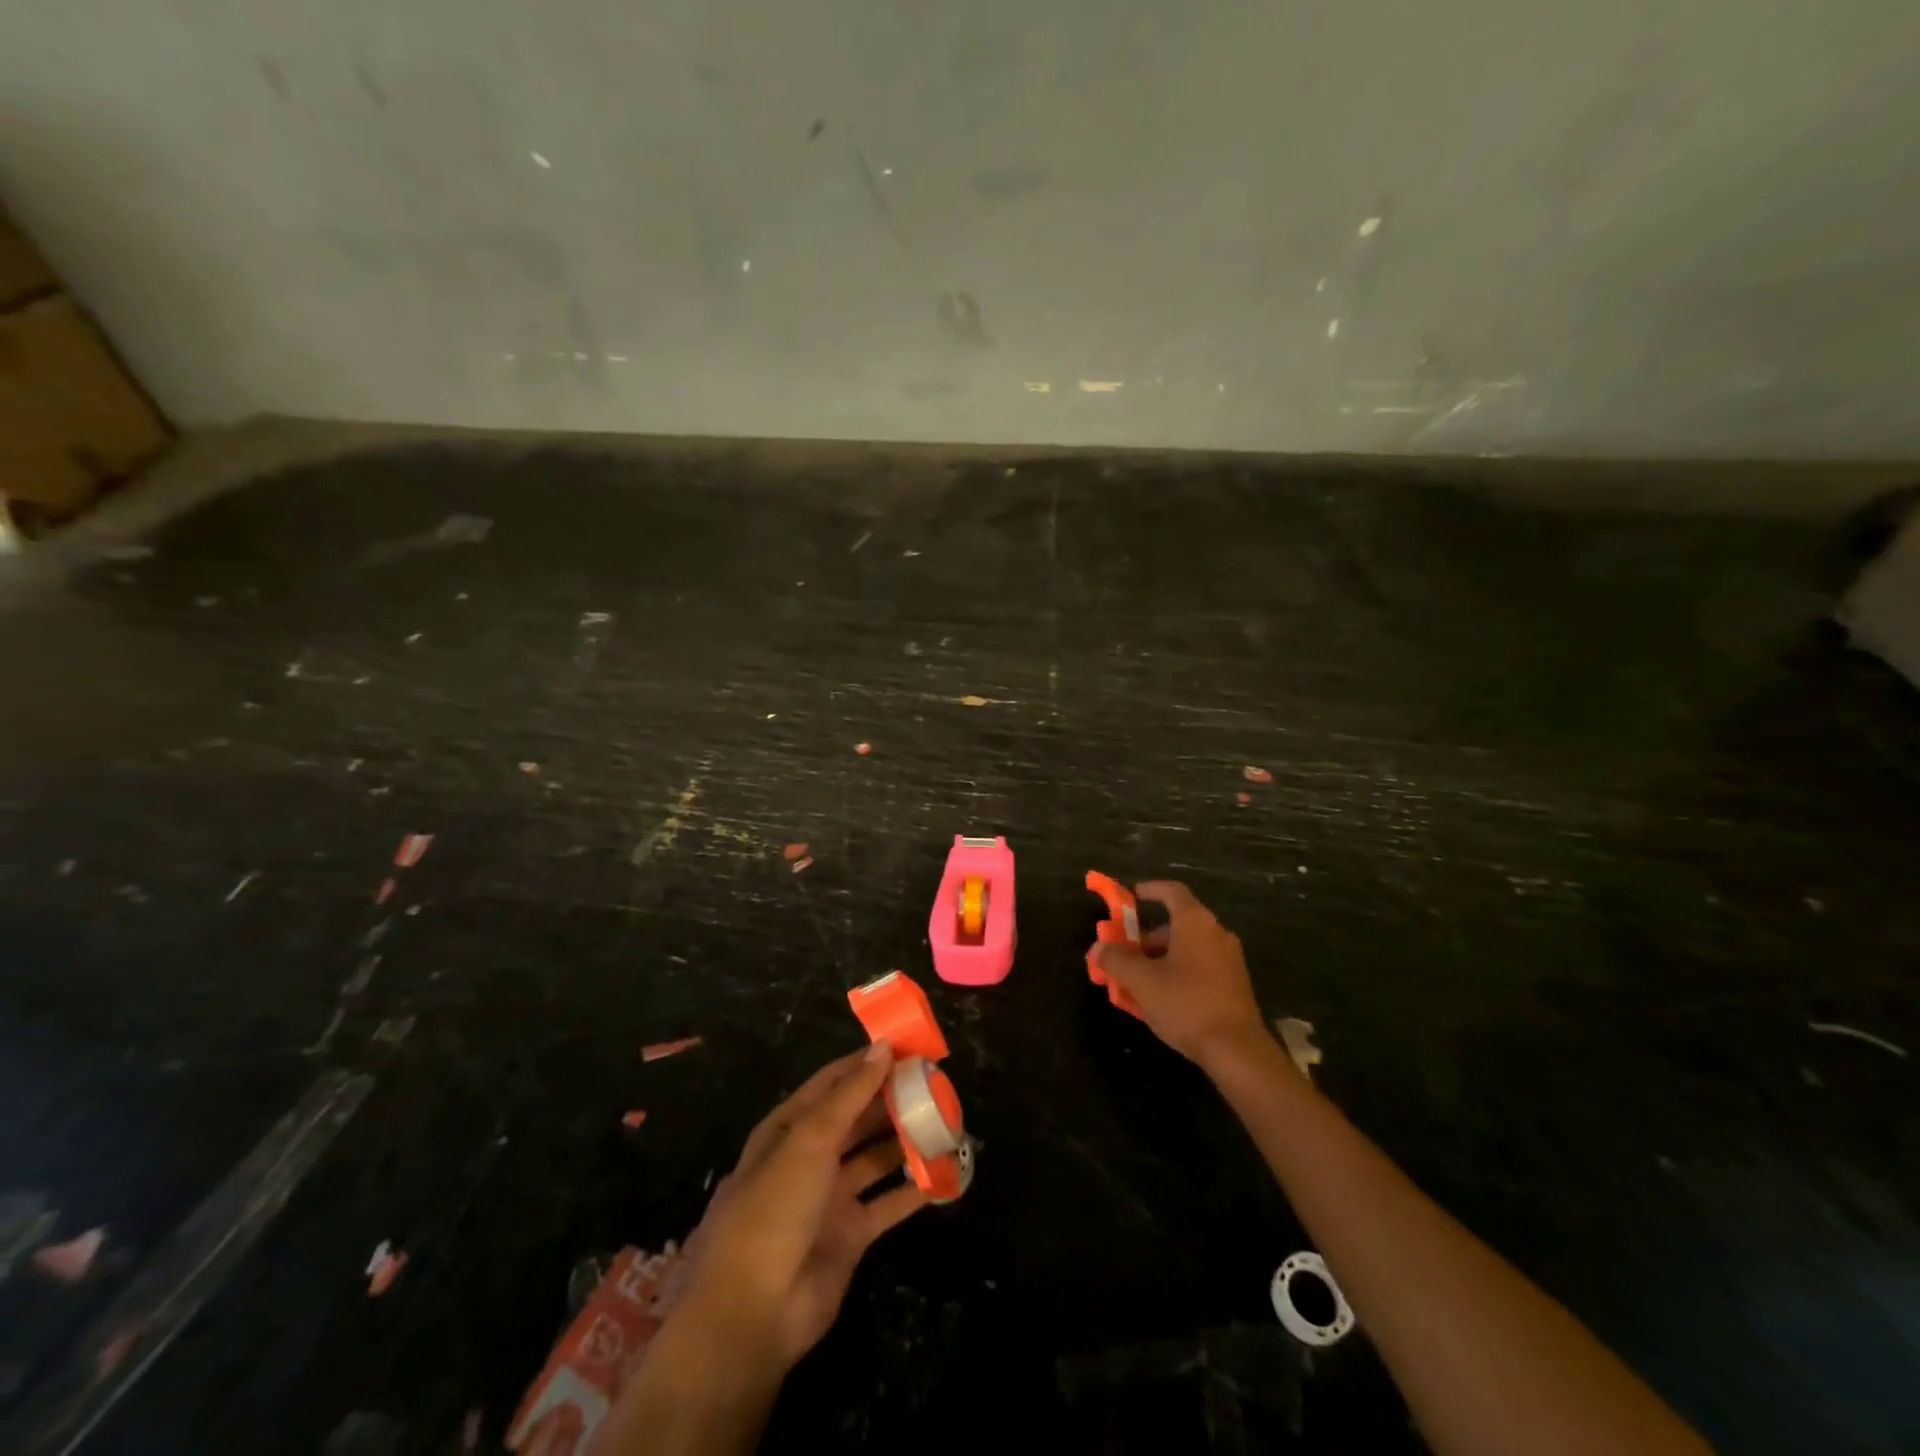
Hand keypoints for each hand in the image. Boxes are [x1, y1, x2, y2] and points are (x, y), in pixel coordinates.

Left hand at [673, 1042, 927, 1372]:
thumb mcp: (810, 1140)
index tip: (906, 1046)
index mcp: (788, 1129)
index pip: (831, 1083)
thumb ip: (851, 1094)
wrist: (753, 1312)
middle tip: (934, 1081)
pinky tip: (946, 1172)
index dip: (865, 1063)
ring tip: (945, 1119)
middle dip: (890, 1100)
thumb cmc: (774, 1208)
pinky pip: (888, 1203)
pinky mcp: (850, 1236)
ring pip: (875, 1158)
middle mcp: (808, 1158)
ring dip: (905, 1140)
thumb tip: (884, 1046)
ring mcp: (829, 1198)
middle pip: (856, 1119)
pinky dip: (914, 1189)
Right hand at [1090, 881, 1267, 1071]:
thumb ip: (1116, 960)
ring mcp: (1229, 960)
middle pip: (1176, 925)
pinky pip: (1200, 968)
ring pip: (1187, 949)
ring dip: (1159, 960)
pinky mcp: (1235, 985)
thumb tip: (1099, 949)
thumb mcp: (1142, 981)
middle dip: (1146, 939)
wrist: (1237, 1050)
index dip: (1150, 890)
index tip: (1132, 896)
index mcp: (1195, 922)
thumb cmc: (1186, 1004)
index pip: (1172, 891)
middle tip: (1124, 955)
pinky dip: (1178, 974)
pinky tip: (1161, 1000)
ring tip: (1137, 983)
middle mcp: (1216, 934)